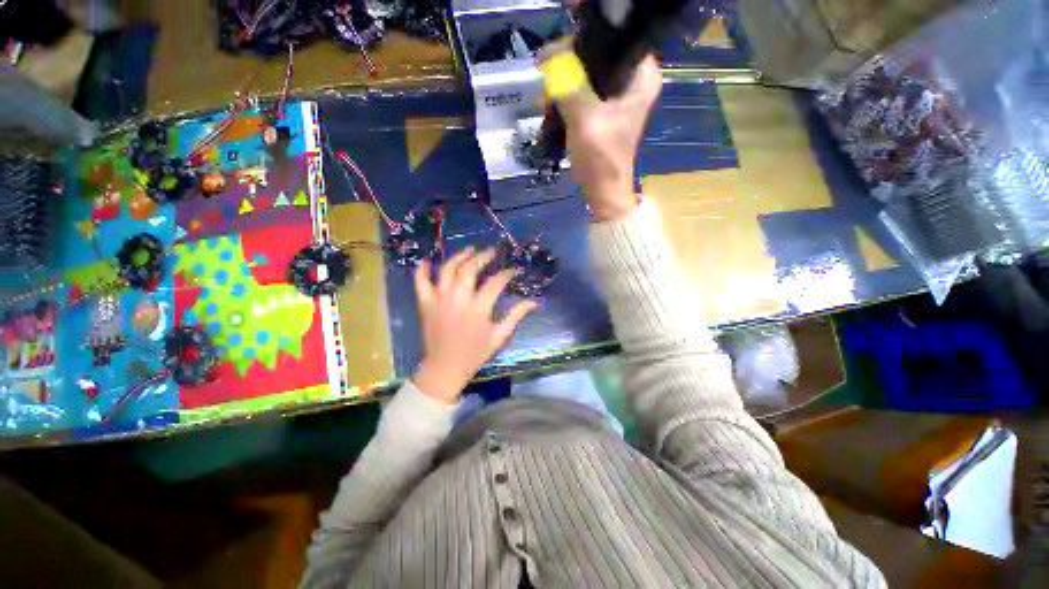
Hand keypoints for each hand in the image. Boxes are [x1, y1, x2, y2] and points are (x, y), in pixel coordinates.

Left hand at [413, 248, 537, 403]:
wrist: (445, 368)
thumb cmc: (475, 353)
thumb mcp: (499, 337)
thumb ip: (516, 316)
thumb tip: (534, 301)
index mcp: (478, 309)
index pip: (496, 282)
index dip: (507, 273)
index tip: (513, 270)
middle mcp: (458, 299)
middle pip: (470, 269)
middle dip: (483, 257)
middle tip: (492, 251)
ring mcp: (439, 299)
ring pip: (447, 269)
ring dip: (459, 256)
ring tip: (470, 250)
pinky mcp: (425, 303)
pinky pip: (420, 281)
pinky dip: (422, 269)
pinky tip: (428, 260)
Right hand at [541, 43, 662, 220]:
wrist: (602, 191)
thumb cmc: (600, 158)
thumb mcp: (584, 119)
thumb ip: (568, 85)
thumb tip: (548, 57)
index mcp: (641, 76)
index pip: (613, 38)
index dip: (582, 44)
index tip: (557, 61)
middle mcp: (634, 80)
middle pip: (597, 55)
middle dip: (569, 67)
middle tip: (549, 85)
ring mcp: (619, 96)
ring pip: (587, 73)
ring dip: (565, 83)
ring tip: (548, 99)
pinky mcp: (606, 110)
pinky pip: (584, 90)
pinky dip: (568, 95)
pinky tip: (553, 105)